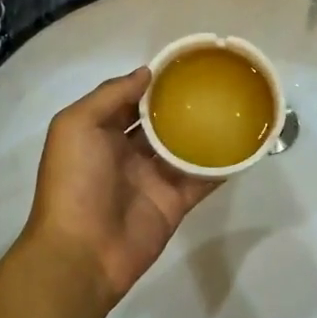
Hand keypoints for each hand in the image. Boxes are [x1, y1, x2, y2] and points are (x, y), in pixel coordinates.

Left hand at [21, 69, 218, 306]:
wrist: (82, 252)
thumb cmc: (74, 182)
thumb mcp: (76, 126)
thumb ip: (110, 95)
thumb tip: (146, 72)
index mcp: (99, 133)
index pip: (130, 100)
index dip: (152, 82)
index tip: (182, 64)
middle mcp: (125, 152)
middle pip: (159, 122)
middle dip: (181, 104)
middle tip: (215, 82)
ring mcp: (152, 178)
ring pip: (183, 148)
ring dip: (204, 130)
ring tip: (234, 107)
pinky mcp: (174, 202)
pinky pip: (200, 179)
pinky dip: (220, 165)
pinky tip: (242, 146)